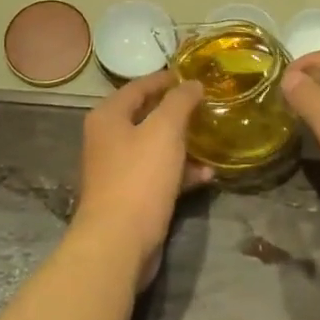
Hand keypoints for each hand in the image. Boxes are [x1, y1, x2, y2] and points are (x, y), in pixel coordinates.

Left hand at [71, 70, 212, 287]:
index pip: (139, 86)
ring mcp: (117, 170)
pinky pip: (158, 174)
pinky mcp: (130, 197)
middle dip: (177, 112)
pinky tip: (207, 175)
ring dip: (183, 143)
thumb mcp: (165, 131)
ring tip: (212, 140)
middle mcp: (107, 138)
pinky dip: (180, 172)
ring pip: (154, 147)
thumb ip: (180, 102)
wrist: (118, 243)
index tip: (193, 75)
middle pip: (146, 116)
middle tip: (206, 106)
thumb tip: (192, 83)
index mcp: (109, 116)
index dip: (166, 78)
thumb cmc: (139, 177)